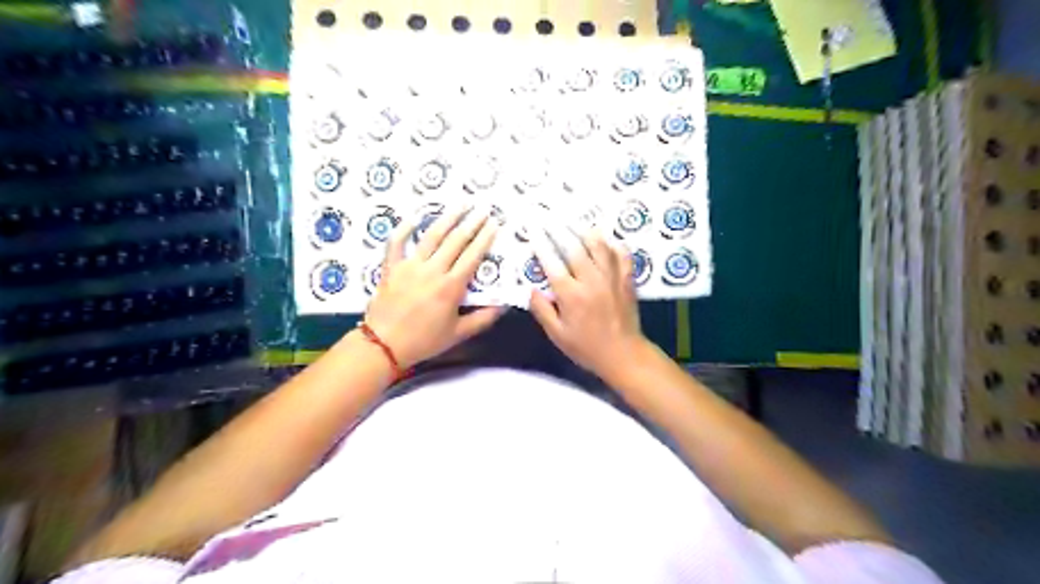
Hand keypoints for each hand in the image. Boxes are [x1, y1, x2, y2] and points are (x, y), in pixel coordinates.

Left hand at [366, 207, 503, 366]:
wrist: (383, 345)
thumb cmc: (424, 341)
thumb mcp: (458, 334)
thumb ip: (483, 319)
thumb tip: (504, 305)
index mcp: (451, 287)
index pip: (473, 256)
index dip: (485, 239)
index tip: (494, 224)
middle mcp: (433, 270)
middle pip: (456, 240)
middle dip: (472, 223)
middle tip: (483, 209)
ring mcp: (410, 265)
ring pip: (432, 235)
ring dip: (448, 218)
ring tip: (460, 204)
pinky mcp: (391, 267)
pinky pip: (396, 242)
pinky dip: (404, 228)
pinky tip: (414, 217)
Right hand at [531, 227, 646, 378]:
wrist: (623, 354)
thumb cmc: (586, 347)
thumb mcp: (557, 334)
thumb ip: (542, 310)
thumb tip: (531, 288)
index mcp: (571, 295)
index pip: (552, 263)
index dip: (540, 244)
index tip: (533, 230)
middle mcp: (591, 281)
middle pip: (574, 247)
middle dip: (559, 229)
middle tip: (549, 217)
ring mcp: (612, 278)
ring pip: (599, 245)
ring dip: (585, 230)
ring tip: (574, 221)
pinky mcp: (627, 280)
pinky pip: (622, 254)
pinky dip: (613, 244)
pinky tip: (606, 238)